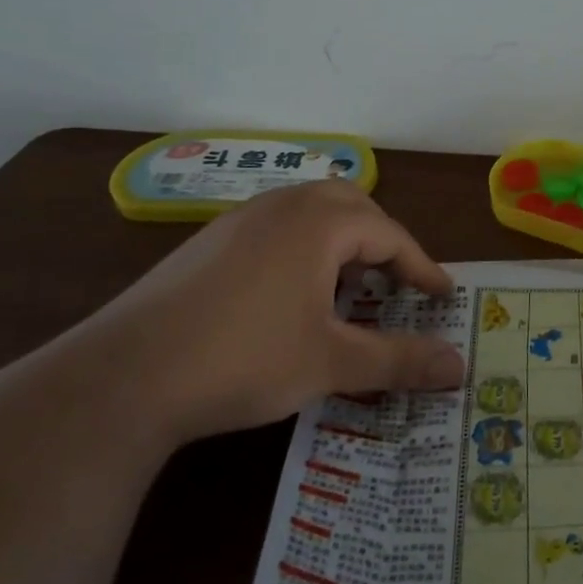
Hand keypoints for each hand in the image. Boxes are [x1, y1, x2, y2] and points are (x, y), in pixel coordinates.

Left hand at [79, 181, 464, 443]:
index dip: (422, 268)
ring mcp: (239, 220)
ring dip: (342, 242)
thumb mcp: (331, 363)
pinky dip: (304, 249)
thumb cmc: (243, 360)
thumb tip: (461, 366)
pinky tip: (292, 296)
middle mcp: (282, 206)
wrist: (121, 377)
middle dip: (383, 242)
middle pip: (353, 206)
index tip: (441, 297)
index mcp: (319, 222)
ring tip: (348, 288)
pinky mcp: (208, 242)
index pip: (391, 235)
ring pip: (311, 212)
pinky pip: (276, 228)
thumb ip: (400, 360)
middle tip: (397, 284)